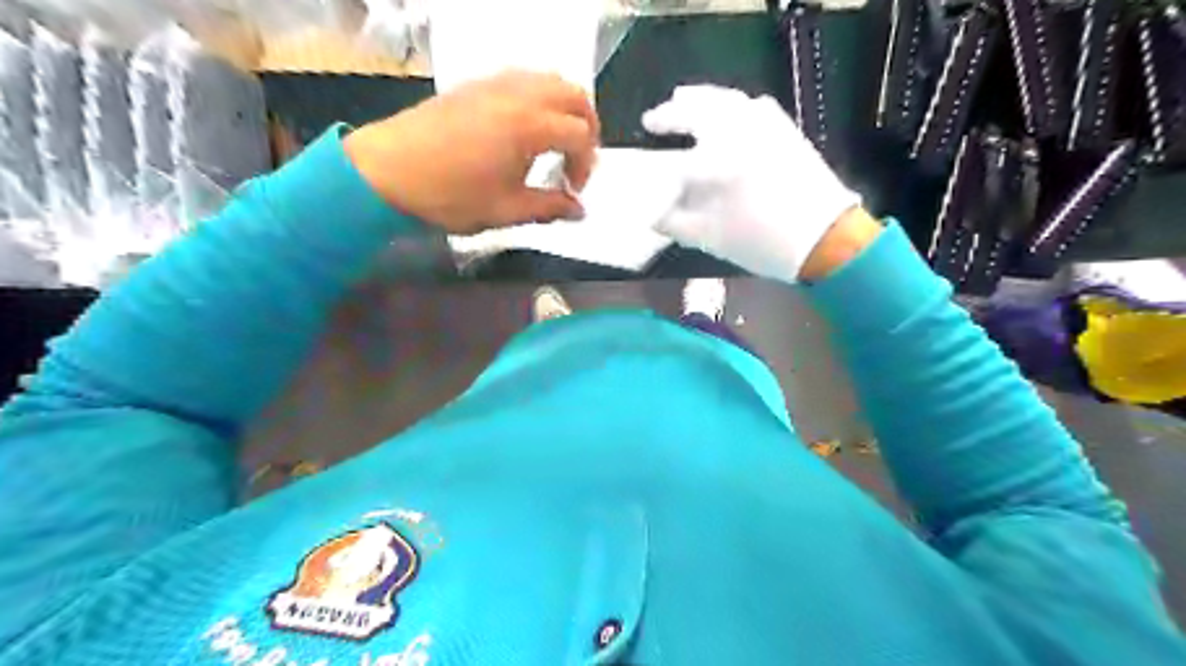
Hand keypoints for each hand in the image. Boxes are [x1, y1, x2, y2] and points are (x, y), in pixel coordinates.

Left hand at [349, 71, 598, 232]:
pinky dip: (539, 97)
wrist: (386, 172)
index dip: (585, 166)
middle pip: (574, 95)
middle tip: (577, 161)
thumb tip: (578, 211)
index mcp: (529, 126)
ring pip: (549, 80)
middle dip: (587, 128)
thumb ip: (549, 208)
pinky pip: (523, 78)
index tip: (572, 192)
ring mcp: (495, 84)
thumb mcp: (505, 211)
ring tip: (556, 142)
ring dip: (565, 108)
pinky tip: (526, 127)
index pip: (580, 135)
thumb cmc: (450, 196)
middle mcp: (518, 94)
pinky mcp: (476, 84)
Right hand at [646, 83, 867, 280]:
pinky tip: (729, 112)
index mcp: (718, 162)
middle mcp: (740, 133)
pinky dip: (734, 104)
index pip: (676, 160)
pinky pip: (753, 106)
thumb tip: (655, 215)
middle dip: (673, 112)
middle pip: (700, 110)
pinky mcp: (786, 131)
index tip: (644, 175)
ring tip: (683, 100)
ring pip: (727, 101)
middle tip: (653, 119)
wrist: (827, 239)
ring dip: (701, 99)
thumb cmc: (764, 242)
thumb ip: (677, 224)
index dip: (657, 168)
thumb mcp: (712, 239)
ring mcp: (766, 127)